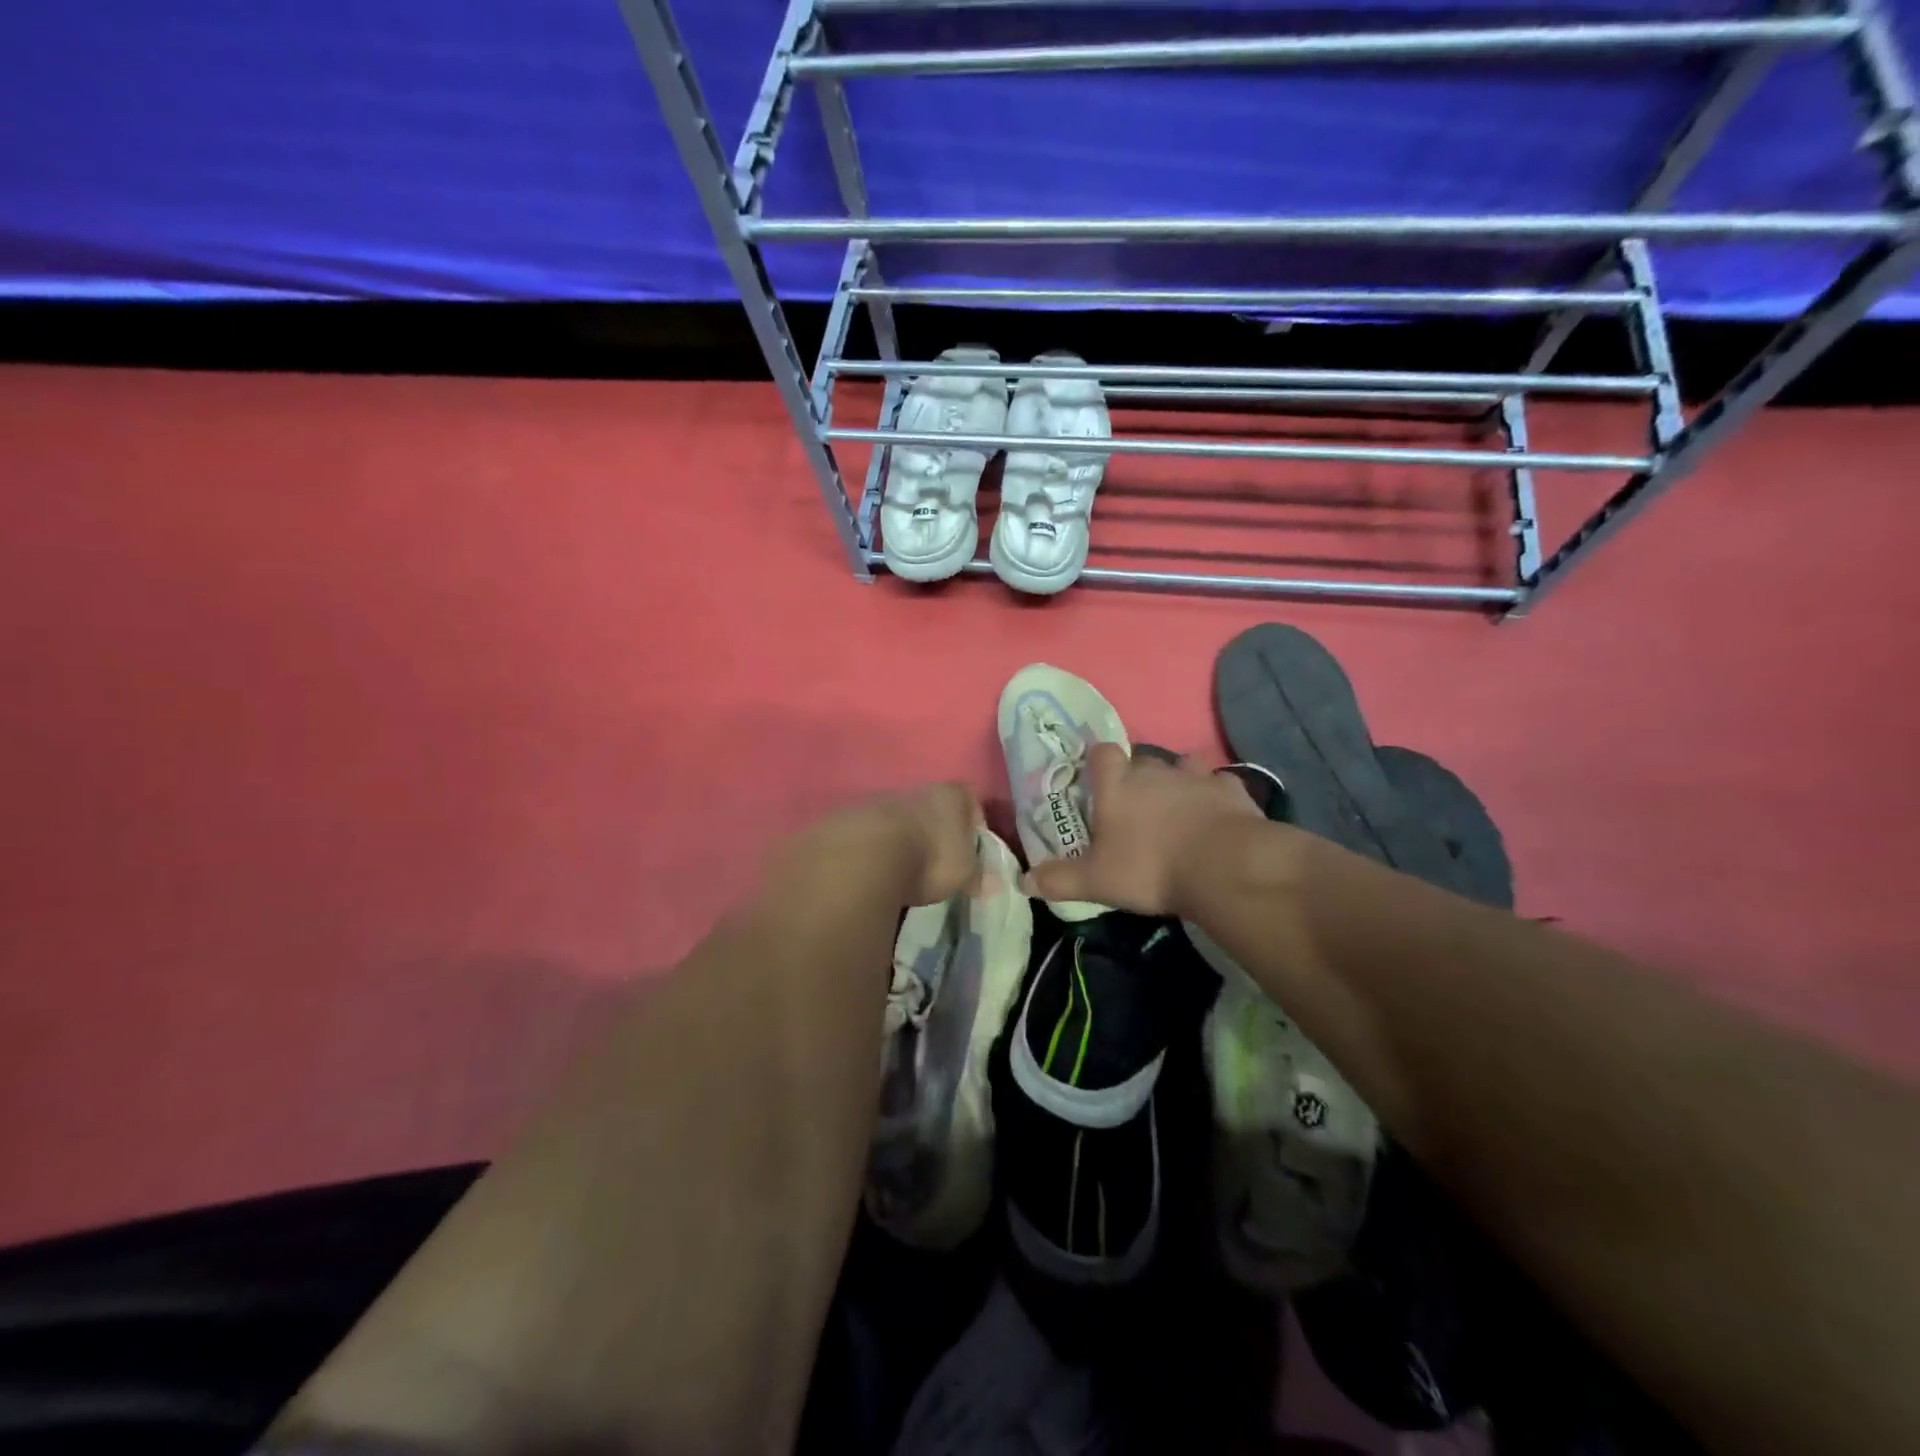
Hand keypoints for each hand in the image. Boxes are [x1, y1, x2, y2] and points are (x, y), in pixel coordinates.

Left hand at [804, 782, 983, 907]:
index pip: (968, 797)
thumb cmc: (928, 859)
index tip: (971, 846)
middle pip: (928, 805)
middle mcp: (912, 789)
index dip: (972, 820)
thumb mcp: (963, 873)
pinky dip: (871, 848)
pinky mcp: (846, 818)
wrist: (863, 857)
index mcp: (948, 795)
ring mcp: (876, 800)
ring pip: (894, 816)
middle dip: (931, 828)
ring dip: (898, 837)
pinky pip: (866, 832)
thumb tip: (991, 883)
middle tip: (933, 860)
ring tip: (899, 869)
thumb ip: (978, 875)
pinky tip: (871, 870)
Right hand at [1023, 744, 1264, 914]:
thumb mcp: (1096, 881)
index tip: (1097, 780)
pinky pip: (1219, 785)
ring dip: (1178, 781)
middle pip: (1141, 760)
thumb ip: (1059, 879)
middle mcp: (1155, 771)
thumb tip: (1023, 881)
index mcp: (1118, 785)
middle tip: (1135, 807)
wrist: (1224, 866)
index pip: (1102, 753)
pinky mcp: (1231, 790)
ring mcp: (1196, 777)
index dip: (1098, 762)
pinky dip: (1215, 796)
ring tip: (1177, 808)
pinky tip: (1215, 816)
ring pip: (1183, 766)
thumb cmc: (1150, 868)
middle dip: (1137, 777)